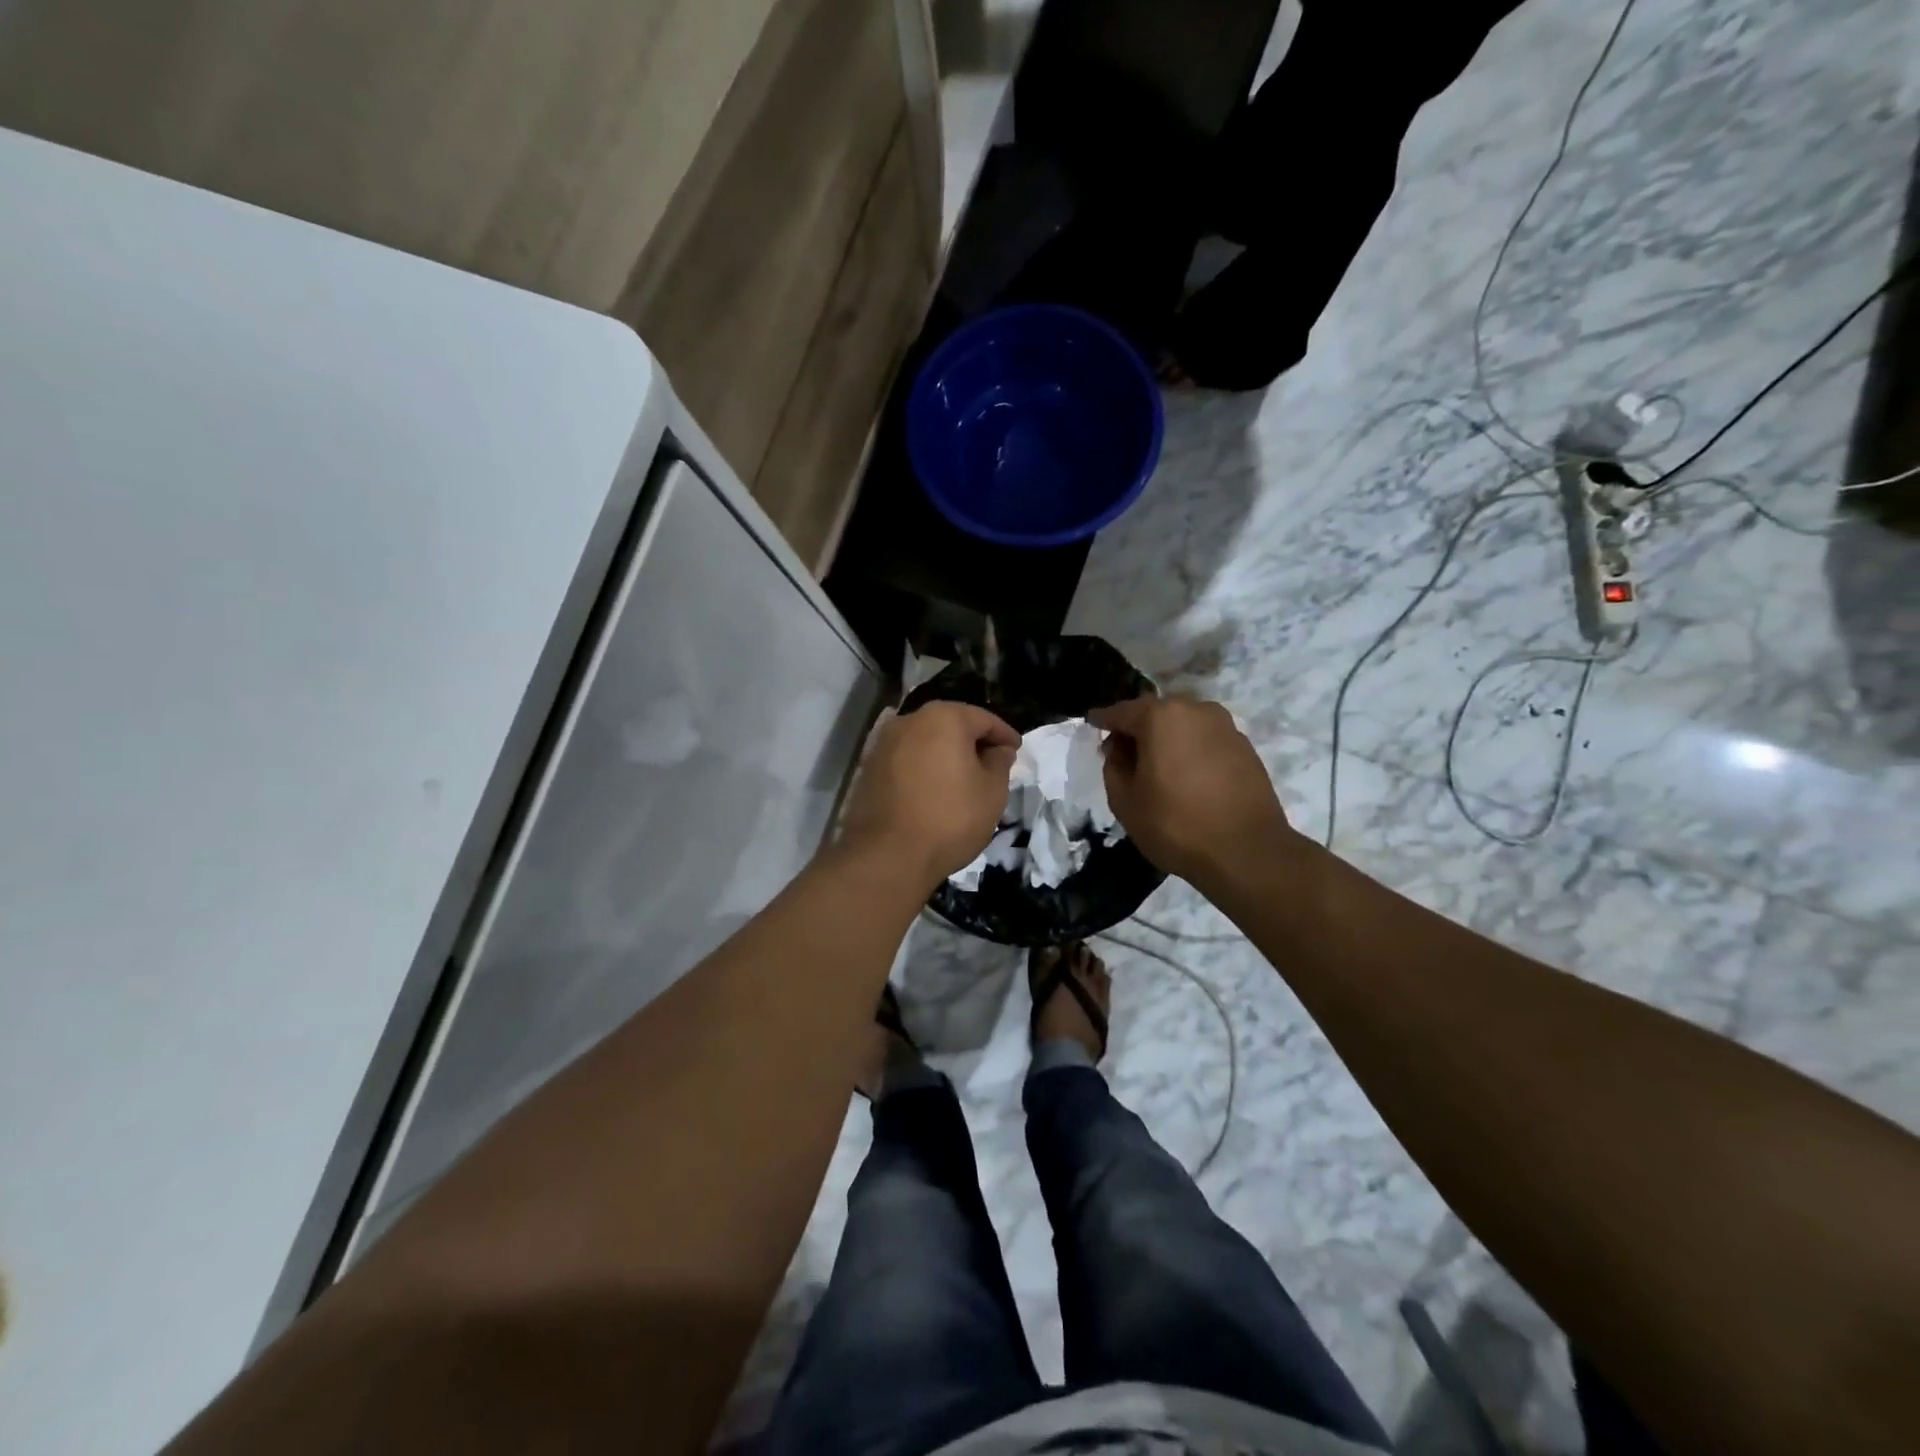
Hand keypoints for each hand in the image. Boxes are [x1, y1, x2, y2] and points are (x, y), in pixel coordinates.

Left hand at [837, 701, 1019, 888]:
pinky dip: (923, 768)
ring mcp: (883, 743)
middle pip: (950, 724)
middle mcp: (909, 720)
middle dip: (972, 742)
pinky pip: (905, 760)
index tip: (1016, 750)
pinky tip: (933, 790)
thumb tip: (998, 749)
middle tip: (992, 764)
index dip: (1004, 735)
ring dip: (945, 755)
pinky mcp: (867, 768)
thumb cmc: (950, 818)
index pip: (983, 719)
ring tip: (962, 779)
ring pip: (925, 741)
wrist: (887, 855)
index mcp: (943, 717)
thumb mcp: (992, 792)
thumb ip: (1000, 762)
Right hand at [1090, 695, 1297, 888]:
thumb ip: (1113, 767)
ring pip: (1184, 726)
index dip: (1103, 720)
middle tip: (1123, 754)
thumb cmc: (1176, 824)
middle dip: (1137, 729)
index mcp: (1160, 717)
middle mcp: (1196, 710)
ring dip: (1166, 740)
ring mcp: (1225, 727)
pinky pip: (1206, 741)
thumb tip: (1119, 749)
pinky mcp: (1246, 748)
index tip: (1091, 723)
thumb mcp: (1125, 801)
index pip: (1121, 712)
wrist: (1247, 852)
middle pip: (1155, 713)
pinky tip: (1186, 777)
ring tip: (1157, 768)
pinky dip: (1191, 751)